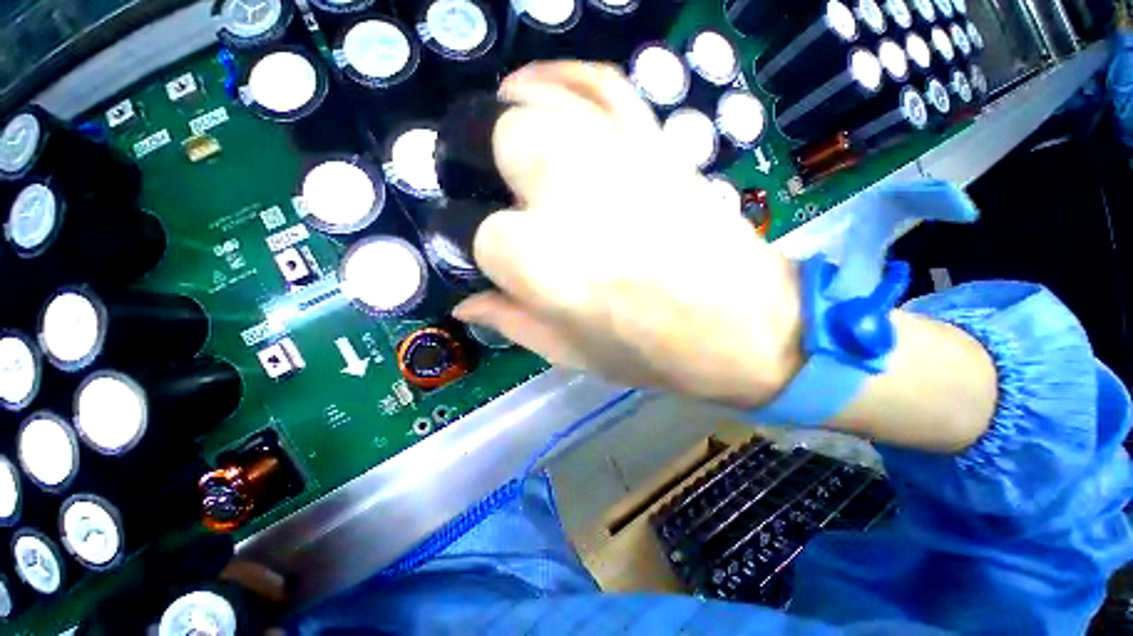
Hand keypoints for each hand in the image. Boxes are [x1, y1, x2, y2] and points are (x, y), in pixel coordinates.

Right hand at [452, 61, 803, 407]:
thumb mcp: (567, 351)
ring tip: (496, 144)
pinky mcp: (647, 138)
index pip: (468, 229)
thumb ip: (509, 321)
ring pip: (528, 102)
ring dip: (500, 118)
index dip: (466, 242)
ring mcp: (606, 152)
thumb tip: (466, 303)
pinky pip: (592, 82)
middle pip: (487, 141)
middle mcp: (558, 189)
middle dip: (473, 164)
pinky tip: (534, 89)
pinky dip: (557, 76)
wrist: (739, 326)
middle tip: (484, 193)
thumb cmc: (647, 350)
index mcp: (531, 255)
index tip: (473, 252)